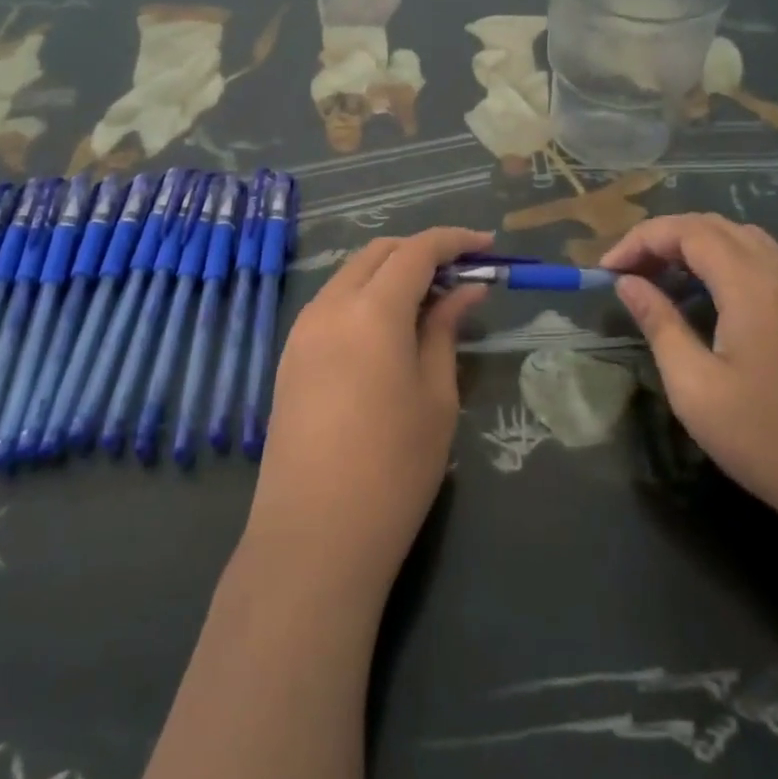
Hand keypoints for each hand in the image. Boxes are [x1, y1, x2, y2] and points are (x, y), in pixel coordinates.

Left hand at [245, 228, 489, 595]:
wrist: (313, 538)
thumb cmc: (393, 468)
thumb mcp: (436, 395)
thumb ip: (445, 330)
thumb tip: (465, 290)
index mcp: (371, 310)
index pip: (417, 250)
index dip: (454, 240)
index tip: (487, 246)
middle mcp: (329, 306)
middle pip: (379, 253)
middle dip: (421, 251)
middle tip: (461, 274)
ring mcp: (302, 331)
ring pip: (351, 275)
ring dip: (391, 273)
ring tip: (429, 302)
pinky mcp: (289, 357)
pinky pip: (332, 304)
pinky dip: (365, 297)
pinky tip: (389, 329)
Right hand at [602, 215, 777, 528]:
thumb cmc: (763, 438)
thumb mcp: (694, 386)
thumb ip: (659, 324)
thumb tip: (628, 284)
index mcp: (750, 287)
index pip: (688, 231)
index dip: (641, 240)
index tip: (606, 271)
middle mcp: (777, 275)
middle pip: (712, 225)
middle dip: (662, 237)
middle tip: (626, 271)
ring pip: (737, 237)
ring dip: (691, 244)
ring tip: (657, 275)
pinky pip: (756, 258)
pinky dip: (719, 258)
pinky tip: (701, 292)